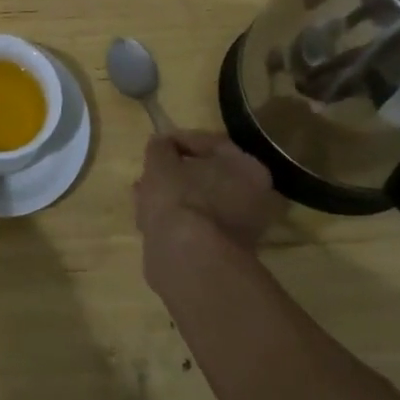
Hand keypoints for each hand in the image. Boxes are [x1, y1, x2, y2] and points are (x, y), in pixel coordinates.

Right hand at [134, 131, 286, 283]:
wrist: (188, 259)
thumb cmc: (180, 197)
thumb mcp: (160, 160)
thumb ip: (160, 147)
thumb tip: (161, 145)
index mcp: (248, 169)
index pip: (210, 143)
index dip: (179, 140)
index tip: (156, 144)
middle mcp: (256, 198)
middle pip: (209, 176)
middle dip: (177, 173)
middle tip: (151, 171)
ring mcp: (242, 229)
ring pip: (201, 202)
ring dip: (174, 197)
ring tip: (143, 195)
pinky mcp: (224, 253)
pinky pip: (197, 225)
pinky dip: (178, 220)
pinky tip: (151, 220)